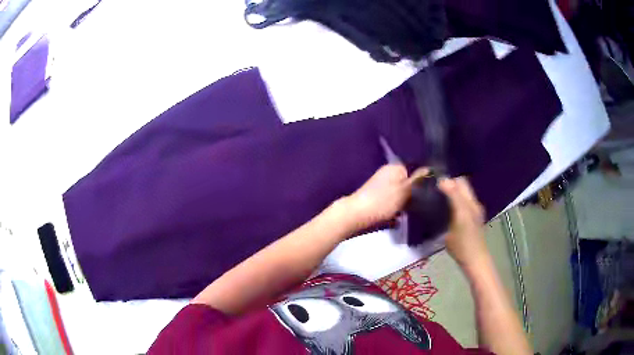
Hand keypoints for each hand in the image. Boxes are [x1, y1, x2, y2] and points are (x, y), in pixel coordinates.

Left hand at [343, 164, 427, 231]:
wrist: (356, 215)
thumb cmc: (383, 201)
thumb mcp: (404, 190)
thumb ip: (417, 180)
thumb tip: (429, 169)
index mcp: (395, 168)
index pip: (415, 170)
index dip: (422, 181)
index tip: (429, 192)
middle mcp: (387, 174)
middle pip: (407, 183)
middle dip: (414, 194)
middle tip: (421, 204)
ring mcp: (381, 186)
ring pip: (400, 195)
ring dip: (405, 204)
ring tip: (411, 213)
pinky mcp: (376, 199)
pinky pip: (391, 203)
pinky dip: (395, 210)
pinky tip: (398, 219)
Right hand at [438, 177, 487, 268]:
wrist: (474, 260)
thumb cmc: (463, 245)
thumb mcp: (458, 219)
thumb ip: (453, 198)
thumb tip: (443, 180)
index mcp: (469, 203)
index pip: (458, 182)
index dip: (446, 180)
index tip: (432, 184)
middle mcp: (473, 204)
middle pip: (461, 186)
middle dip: (449, 184)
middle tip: (434, 191)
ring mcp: (473, 211)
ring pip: (462, 194)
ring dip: (452, 192)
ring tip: (438, 198)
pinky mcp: (472, 218)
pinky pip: (463, 202)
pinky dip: (455, 199)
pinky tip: (446, 208)